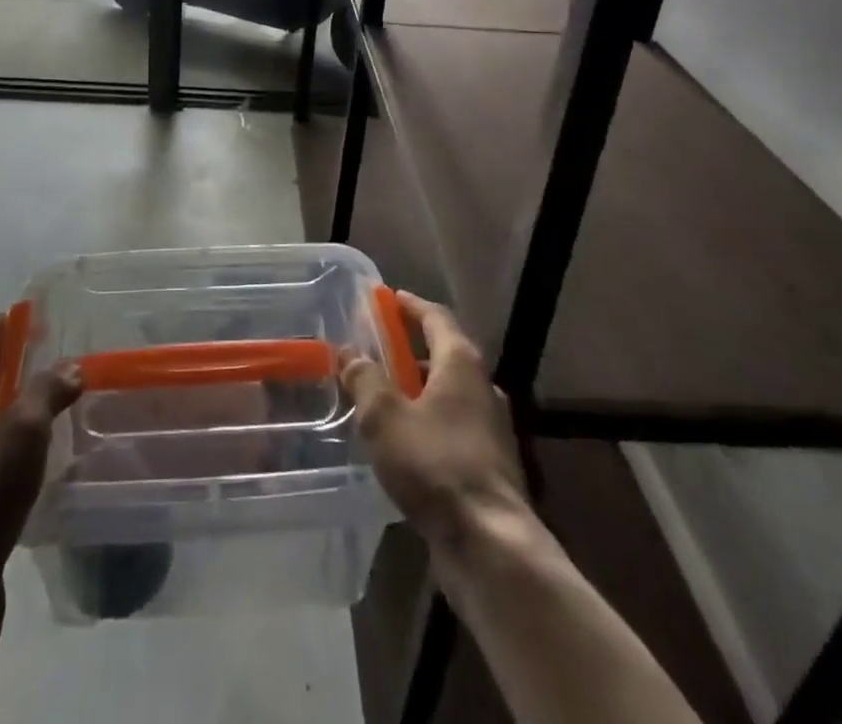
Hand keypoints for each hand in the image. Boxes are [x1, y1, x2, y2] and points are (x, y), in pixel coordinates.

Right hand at [340, 291, 527, 548]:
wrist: (490, 544)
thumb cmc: (434, 464)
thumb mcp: (384, 416)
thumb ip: (364, 379)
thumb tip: (349, 353)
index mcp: (461, 363)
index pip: (436, 317)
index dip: (411, 305)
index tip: (388, 298)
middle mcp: (482, 387)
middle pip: (444, 354)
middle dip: (410, 350)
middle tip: (377, 350)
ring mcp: (492, 428)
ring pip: (449, 395)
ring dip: (419, 390)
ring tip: (384, 398)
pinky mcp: (491, 465)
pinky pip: (454, 427)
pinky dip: (429, 422)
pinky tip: (405, 443)